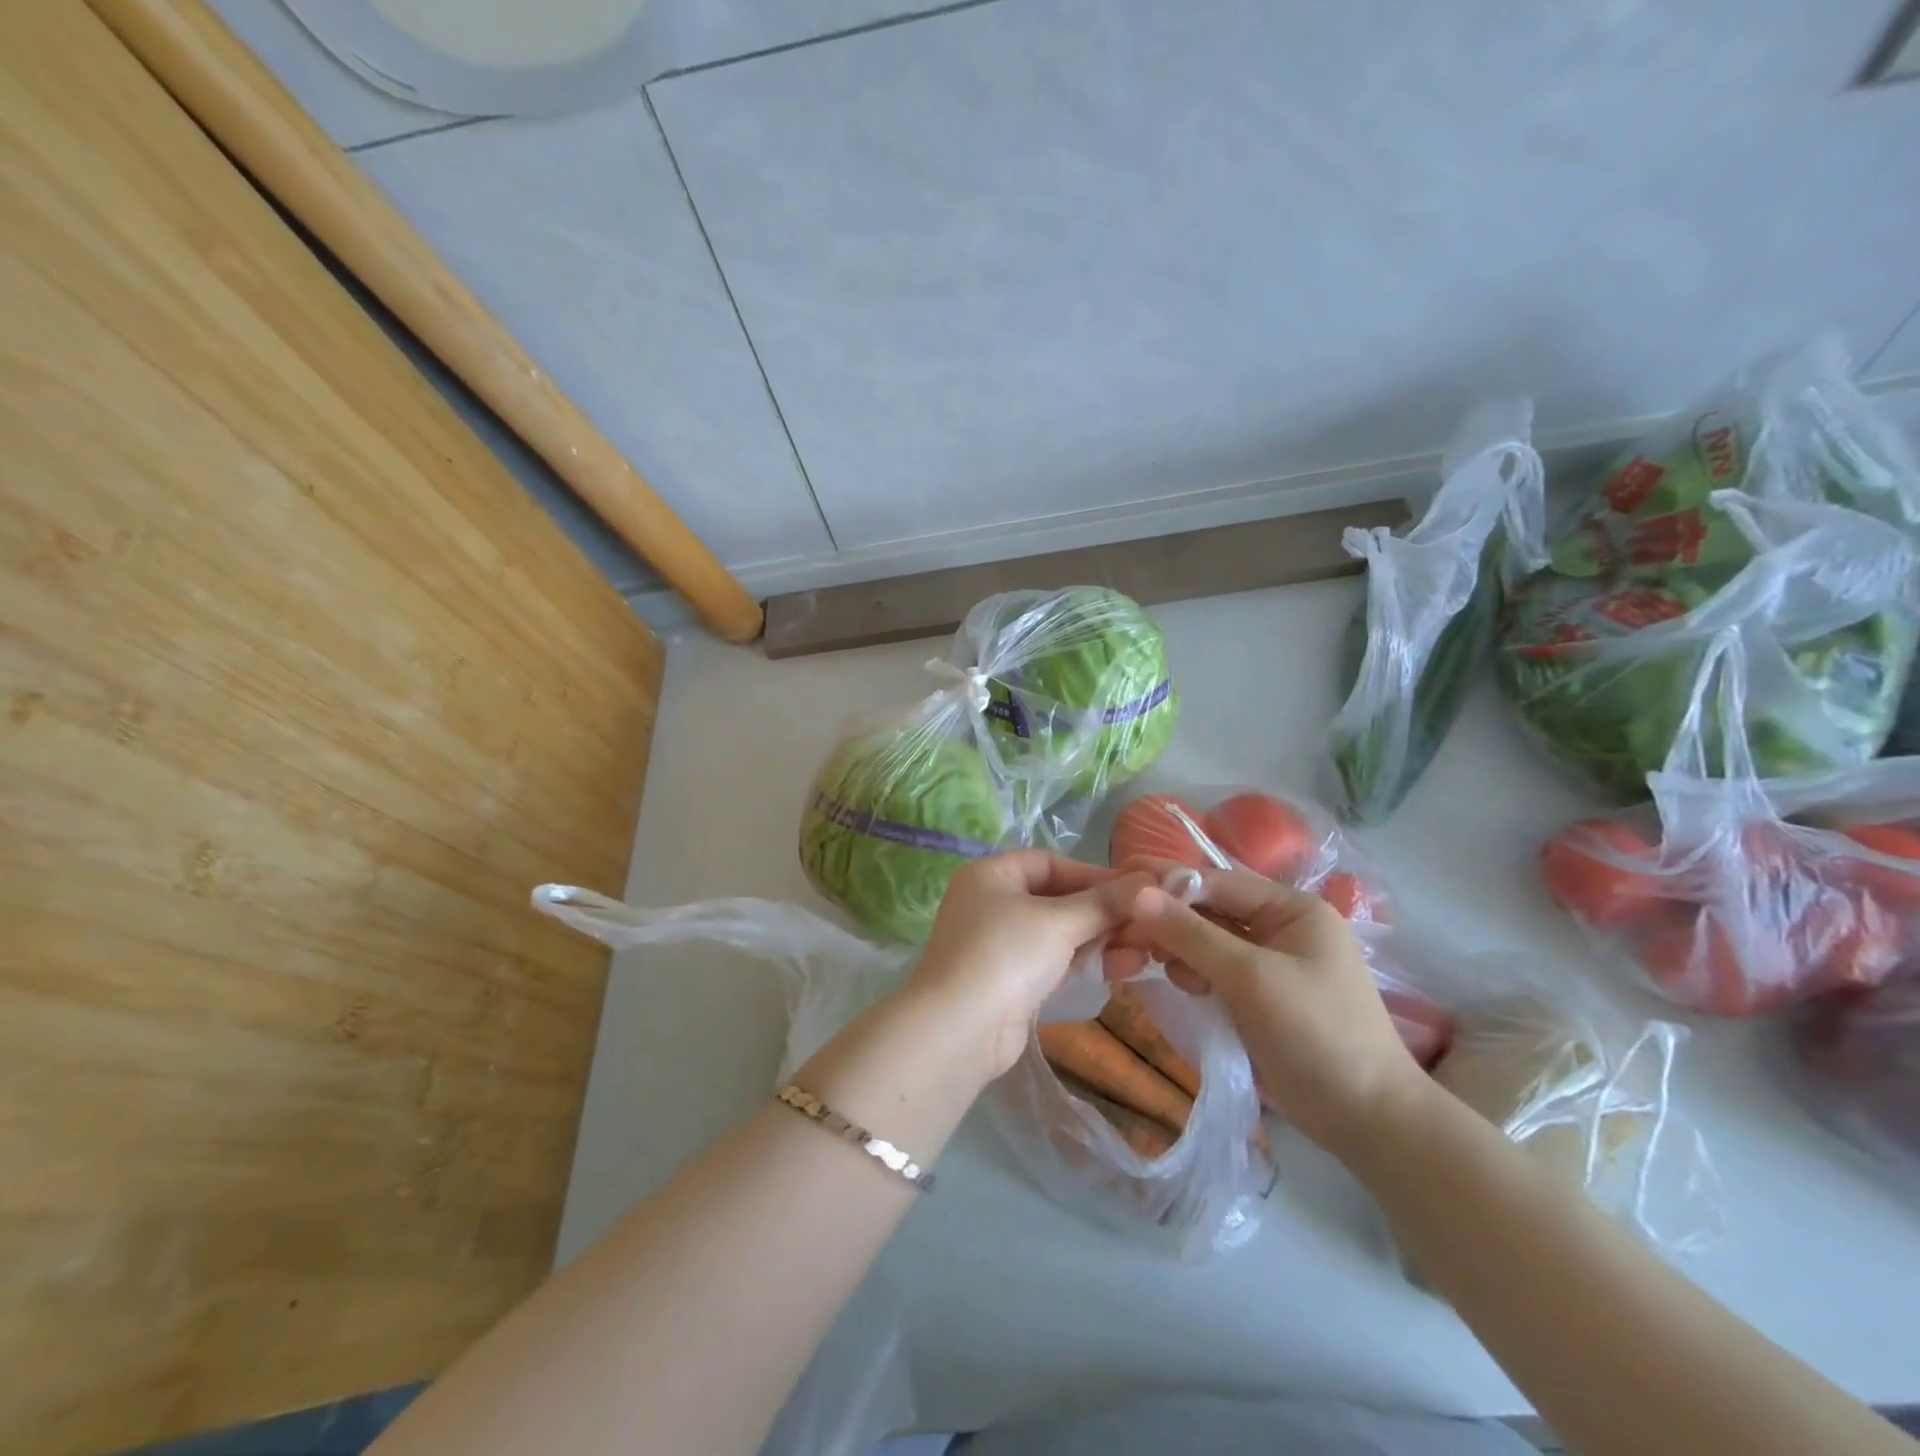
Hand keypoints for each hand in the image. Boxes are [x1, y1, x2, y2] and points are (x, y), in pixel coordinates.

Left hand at [906, 851, 1153, 1077]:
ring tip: (1147, 950)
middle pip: (1058, 899)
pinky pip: (1056, 962)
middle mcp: (992, 904)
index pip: (1050, 863)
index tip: (1136, 890)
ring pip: (1060, 934)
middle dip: (1104, 913)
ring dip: (1102, 940)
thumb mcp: (1058, 921)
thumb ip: (1103, 903)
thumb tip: (1148, 882)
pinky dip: (1087, 962)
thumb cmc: (1006, 954)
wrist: (959, 1030)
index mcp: (991, 875)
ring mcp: (1000, 945)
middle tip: (1150, 924)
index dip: (1093, 875)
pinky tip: (1126, 967)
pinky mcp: (1012, 982)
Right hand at [1122, 860, 1426, 1154]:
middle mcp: (1281, 926)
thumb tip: (1137, 894)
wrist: (1368, 1121)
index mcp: (1292, 909)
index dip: (1169, 882)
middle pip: (1211, 909)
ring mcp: (1270, 962)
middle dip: (1171, 919)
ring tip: (1159, 966)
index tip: (1120, 881)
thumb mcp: (1251, 979)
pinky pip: (1214, 968)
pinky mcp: (1259, 995)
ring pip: (1207, 940)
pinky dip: (1194, 973)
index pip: (1219, 881)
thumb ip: (1192, 935)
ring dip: (1180, 949)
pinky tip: (1185, 986)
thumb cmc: (1317, 1035)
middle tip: (1125, 929)